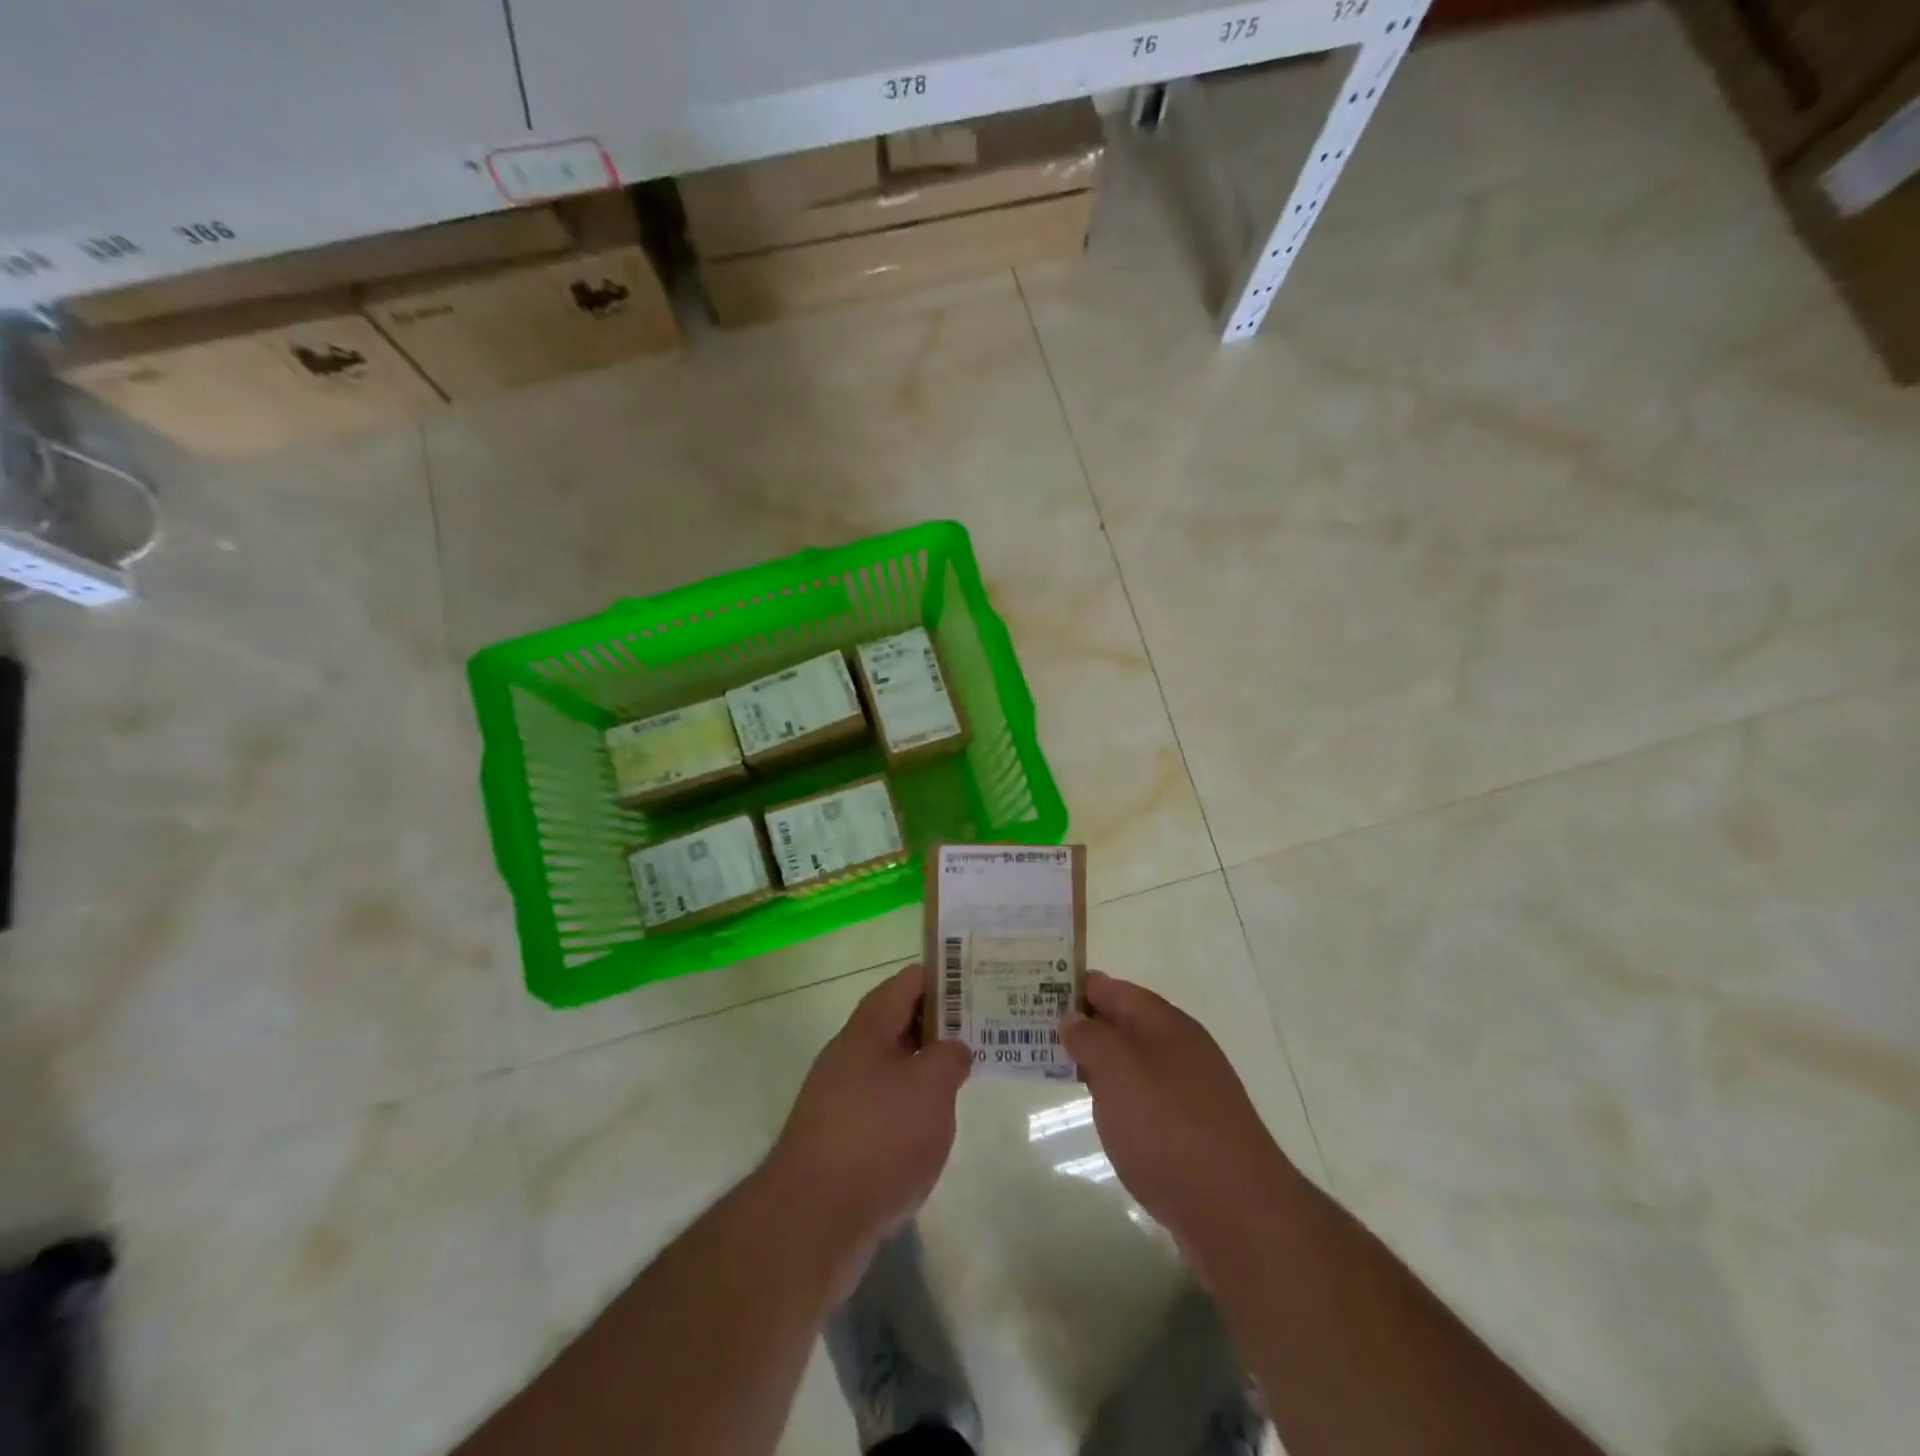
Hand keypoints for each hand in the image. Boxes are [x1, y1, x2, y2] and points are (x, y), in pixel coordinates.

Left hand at [764, 965, 971, 1252]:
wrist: (813, 1222)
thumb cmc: (879, 1137)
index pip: (906, 983)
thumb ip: (949, 1056)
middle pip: (897, 1024)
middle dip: (939, 1024)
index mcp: (866, 1030)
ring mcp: (840, 1100)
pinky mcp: (840, 1142)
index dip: (942, 978)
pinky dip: (911, 1107)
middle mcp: (848, 1056)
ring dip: (925, 1068)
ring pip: (892, 1068)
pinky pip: (884, 1107)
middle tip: (983, 1029)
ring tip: (967, 1075)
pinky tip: (935, 1126)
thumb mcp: (930, 1086)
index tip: (977, 982)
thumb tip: (953, 1048)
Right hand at [1062, 972, 1299, 1259]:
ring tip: (1054, 1067)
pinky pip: (1143, 1099)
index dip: (1074, 986)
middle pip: (1123, 1024)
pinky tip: (1100, 1113)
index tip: (1034, 990)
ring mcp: (1190, 1093)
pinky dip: (1117, 1097)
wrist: (1237, 1215)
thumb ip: (1090, 1038)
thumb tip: (1073, 1018)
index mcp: (1165, 1024)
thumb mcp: (1118, 1071)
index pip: (1112, 988)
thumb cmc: (1169, 1129)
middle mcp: (1180, 1050)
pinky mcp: (1191, 1134)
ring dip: (1097, 1062)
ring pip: (1132, 1063)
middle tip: (1032, 1030)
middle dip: (1081, 1025)